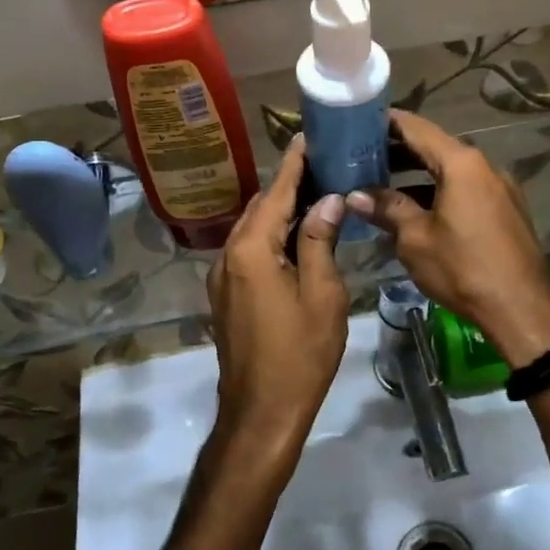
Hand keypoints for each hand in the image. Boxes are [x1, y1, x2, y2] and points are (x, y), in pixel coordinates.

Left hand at [207, 137, 349, 460]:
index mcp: (252, 250)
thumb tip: (327, 200)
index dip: (294, 164)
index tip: (308, 136)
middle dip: (289, 185)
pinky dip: (271, 236)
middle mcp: (229, 255)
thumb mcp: (322, 295)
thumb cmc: (300, 354)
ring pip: (252, 230)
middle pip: (260, 207)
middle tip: (324, 166)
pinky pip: (248, 251)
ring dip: (280, 212)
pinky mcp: (225, 294)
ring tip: (316, 196)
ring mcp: (222, 276)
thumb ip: (320, 241)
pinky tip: (297, 238)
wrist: (261, 412)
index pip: (276, 192)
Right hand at [346, 111, 549, 368]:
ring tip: (379, 186)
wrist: (523, 309)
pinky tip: (413, 211)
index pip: (416, 128)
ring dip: (415, 177)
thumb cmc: (463, 267)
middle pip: (434, 148)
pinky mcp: (505, 211)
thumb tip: (355, 195)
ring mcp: (498, 188)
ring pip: (449, 172)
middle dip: (397, 152)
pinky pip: (464, 190)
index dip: (385, 122)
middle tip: (360, 158)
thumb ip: (387, 209)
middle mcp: (483, 166)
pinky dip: (436, 193)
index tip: (357, 122)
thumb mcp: (416, 238)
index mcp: (461, 163)